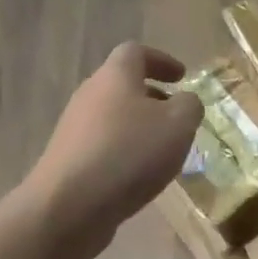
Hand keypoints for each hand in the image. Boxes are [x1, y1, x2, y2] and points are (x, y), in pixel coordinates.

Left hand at [25, 43, 202, 248]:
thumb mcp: (178, 124)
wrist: (68, 207)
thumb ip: (190, 105)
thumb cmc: (130, 153)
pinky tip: (138, 175)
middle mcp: (90, 94)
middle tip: (176, 116)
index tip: (181, 77)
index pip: (136, 52)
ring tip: (162, 151)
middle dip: (152, 97)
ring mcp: (74, 128)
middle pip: (122, 85)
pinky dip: (124, 151)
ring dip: (139, 127)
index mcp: (115, 76)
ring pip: (113, 117)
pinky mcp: (68, 159)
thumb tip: (185, 101)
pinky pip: (102, 145)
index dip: (161, 60)